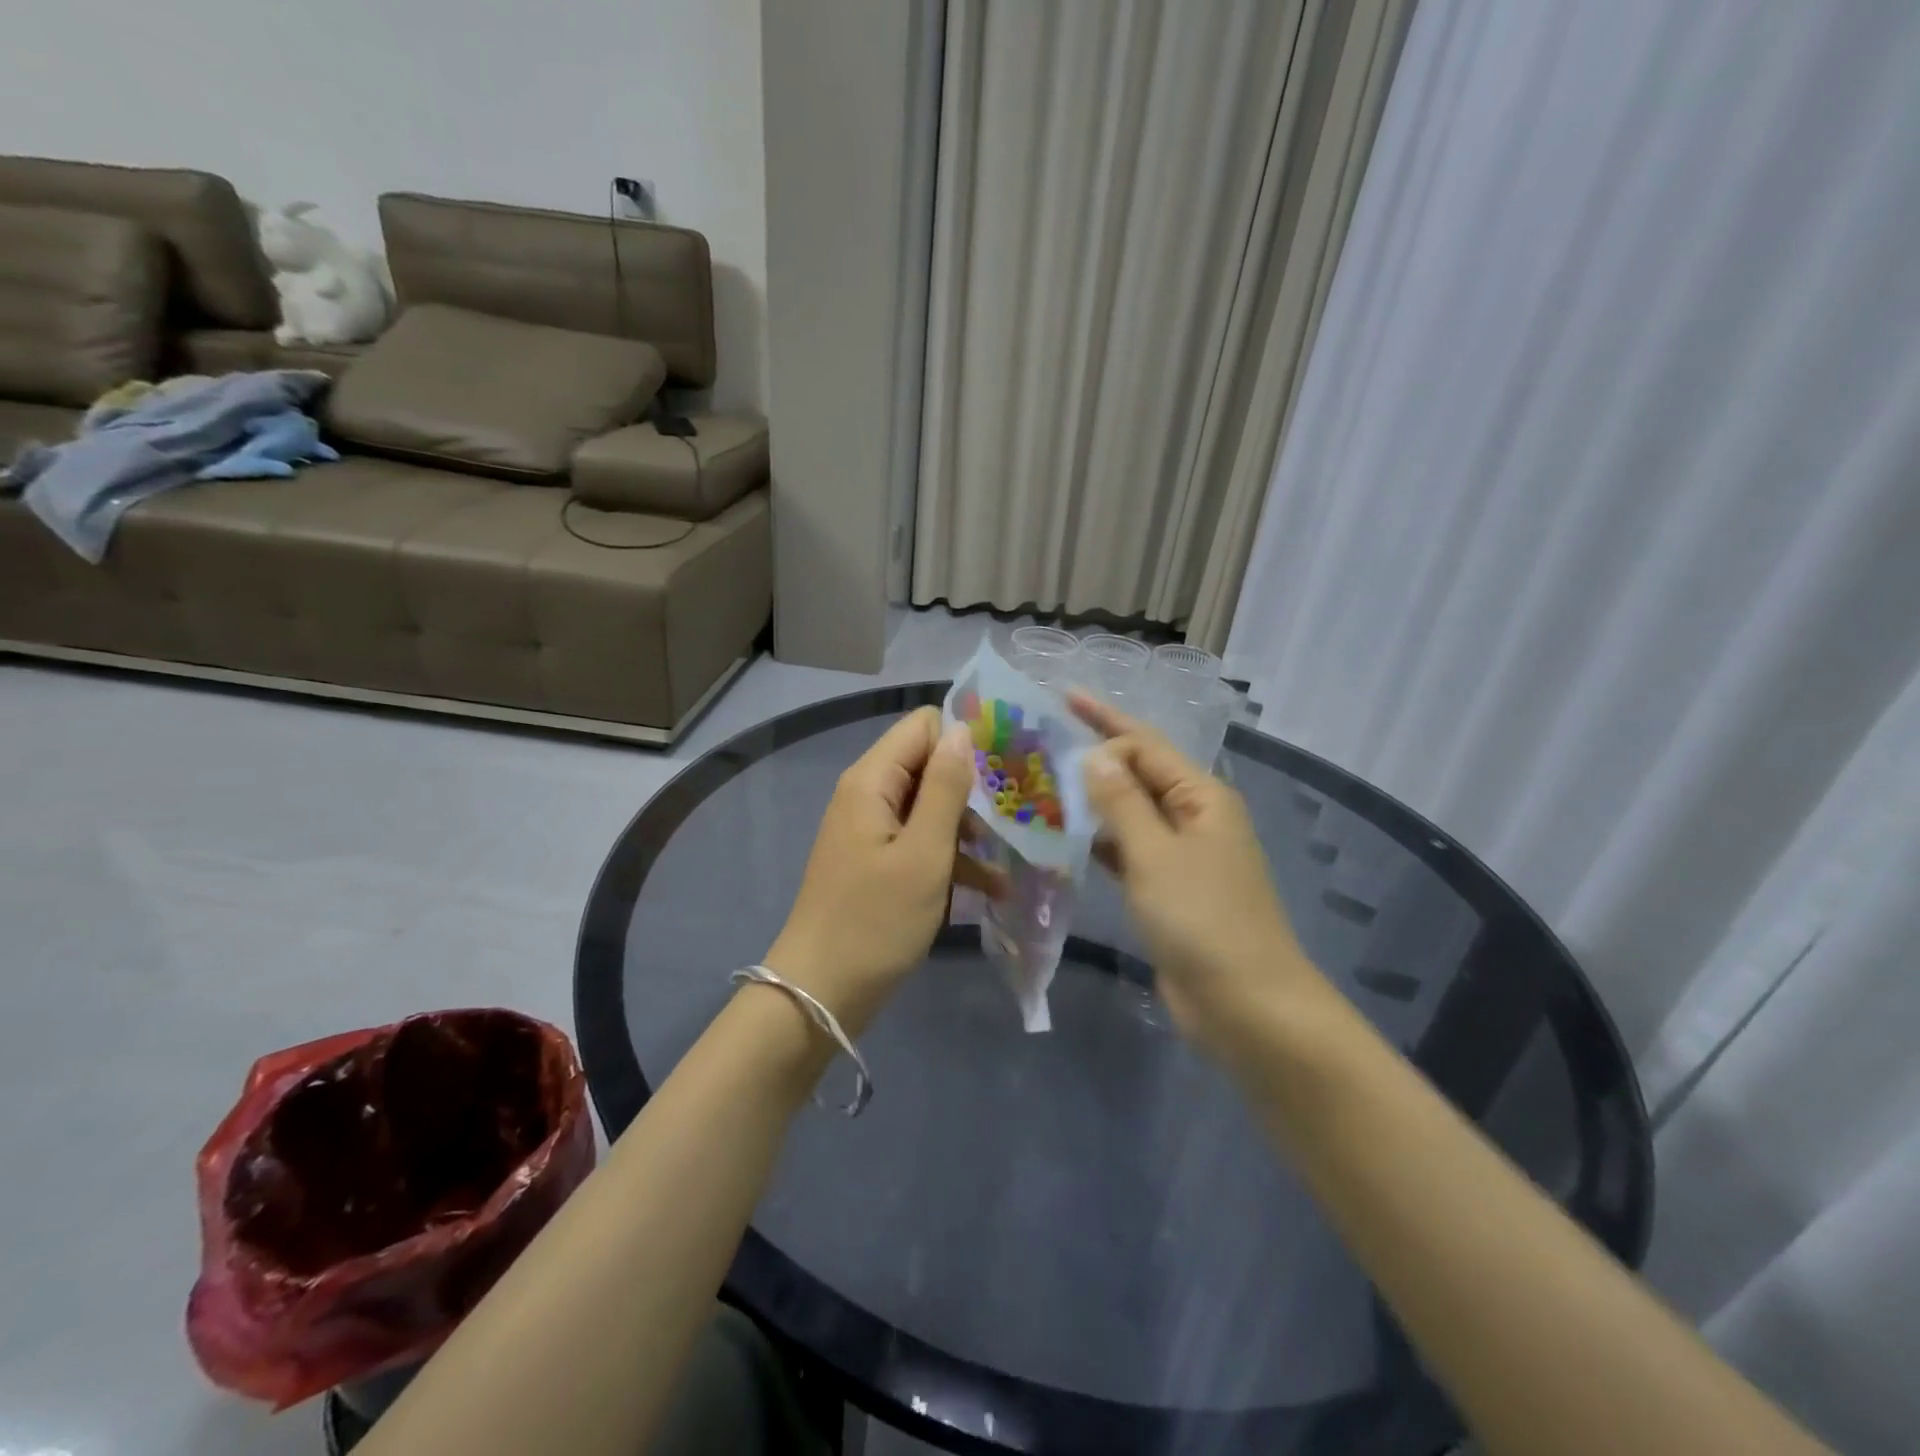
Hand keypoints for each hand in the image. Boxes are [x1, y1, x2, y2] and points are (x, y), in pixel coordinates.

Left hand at [764, 707, 990, 1034]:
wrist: (820, 993)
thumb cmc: (875, 921)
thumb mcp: (923, 853)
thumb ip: (946, 788)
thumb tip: (963, 730)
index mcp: (872, 780)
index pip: (923, 726)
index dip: (964, 739)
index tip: (1006, 768)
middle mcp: (868, 794)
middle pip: (928, 765)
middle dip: (972, 787)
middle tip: (1016, 815)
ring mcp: (871, 830)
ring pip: (929, 806)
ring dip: (967, 828)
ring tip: (1008, 858)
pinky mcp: (877, 862)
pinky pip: (919, 842)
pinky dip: (950, 857)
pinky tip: (989, 887)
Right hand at [1072, 694, 1322, 1060]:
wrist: (1246, 1006)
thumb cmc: (1203, 920)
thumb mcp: (1156, 854)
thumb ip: (1122, 802)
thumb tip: (1094, 755)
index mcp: (1201, 796)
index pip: (1146, 744)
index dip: (1103, 720)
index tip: (1059, 704)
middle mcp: (1195, 817)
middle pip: (1139, 773)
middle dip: (1095, 757)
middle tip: (1042, 742)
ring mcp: (1182, 855)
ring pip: (1132, 813)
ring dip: (1094, 799)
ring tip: (1044, 784)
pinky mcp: (1169, 890)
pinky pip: (1130, 850)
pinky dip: (1101, 841)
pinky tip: (1068, 837)